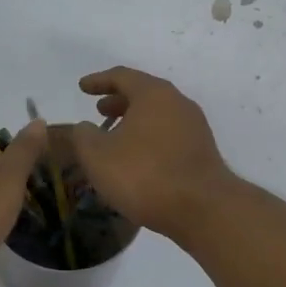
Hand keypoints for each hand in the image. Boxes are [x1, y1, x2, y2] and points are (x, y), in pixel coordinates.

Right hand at [69, 67, 234, 241]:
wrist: (202, 209)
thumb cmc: (144, 175)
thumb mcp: (98, 156)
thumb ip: (84, 136)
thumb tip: (85, 127)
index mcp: (153, 94)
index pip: (122, 76)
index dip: (98, 81)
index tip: (83, 87)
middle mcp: (178, 103)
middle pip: (144, 94)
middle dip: (119, 100)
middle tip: (99, 110)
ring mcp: (194, 128)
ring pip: (158, 116)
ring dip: (134, 121)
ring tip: (115, 136)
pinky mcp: (202, 152)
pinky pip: (169, 135)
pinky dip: (149, 138)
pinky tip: (137, 158)